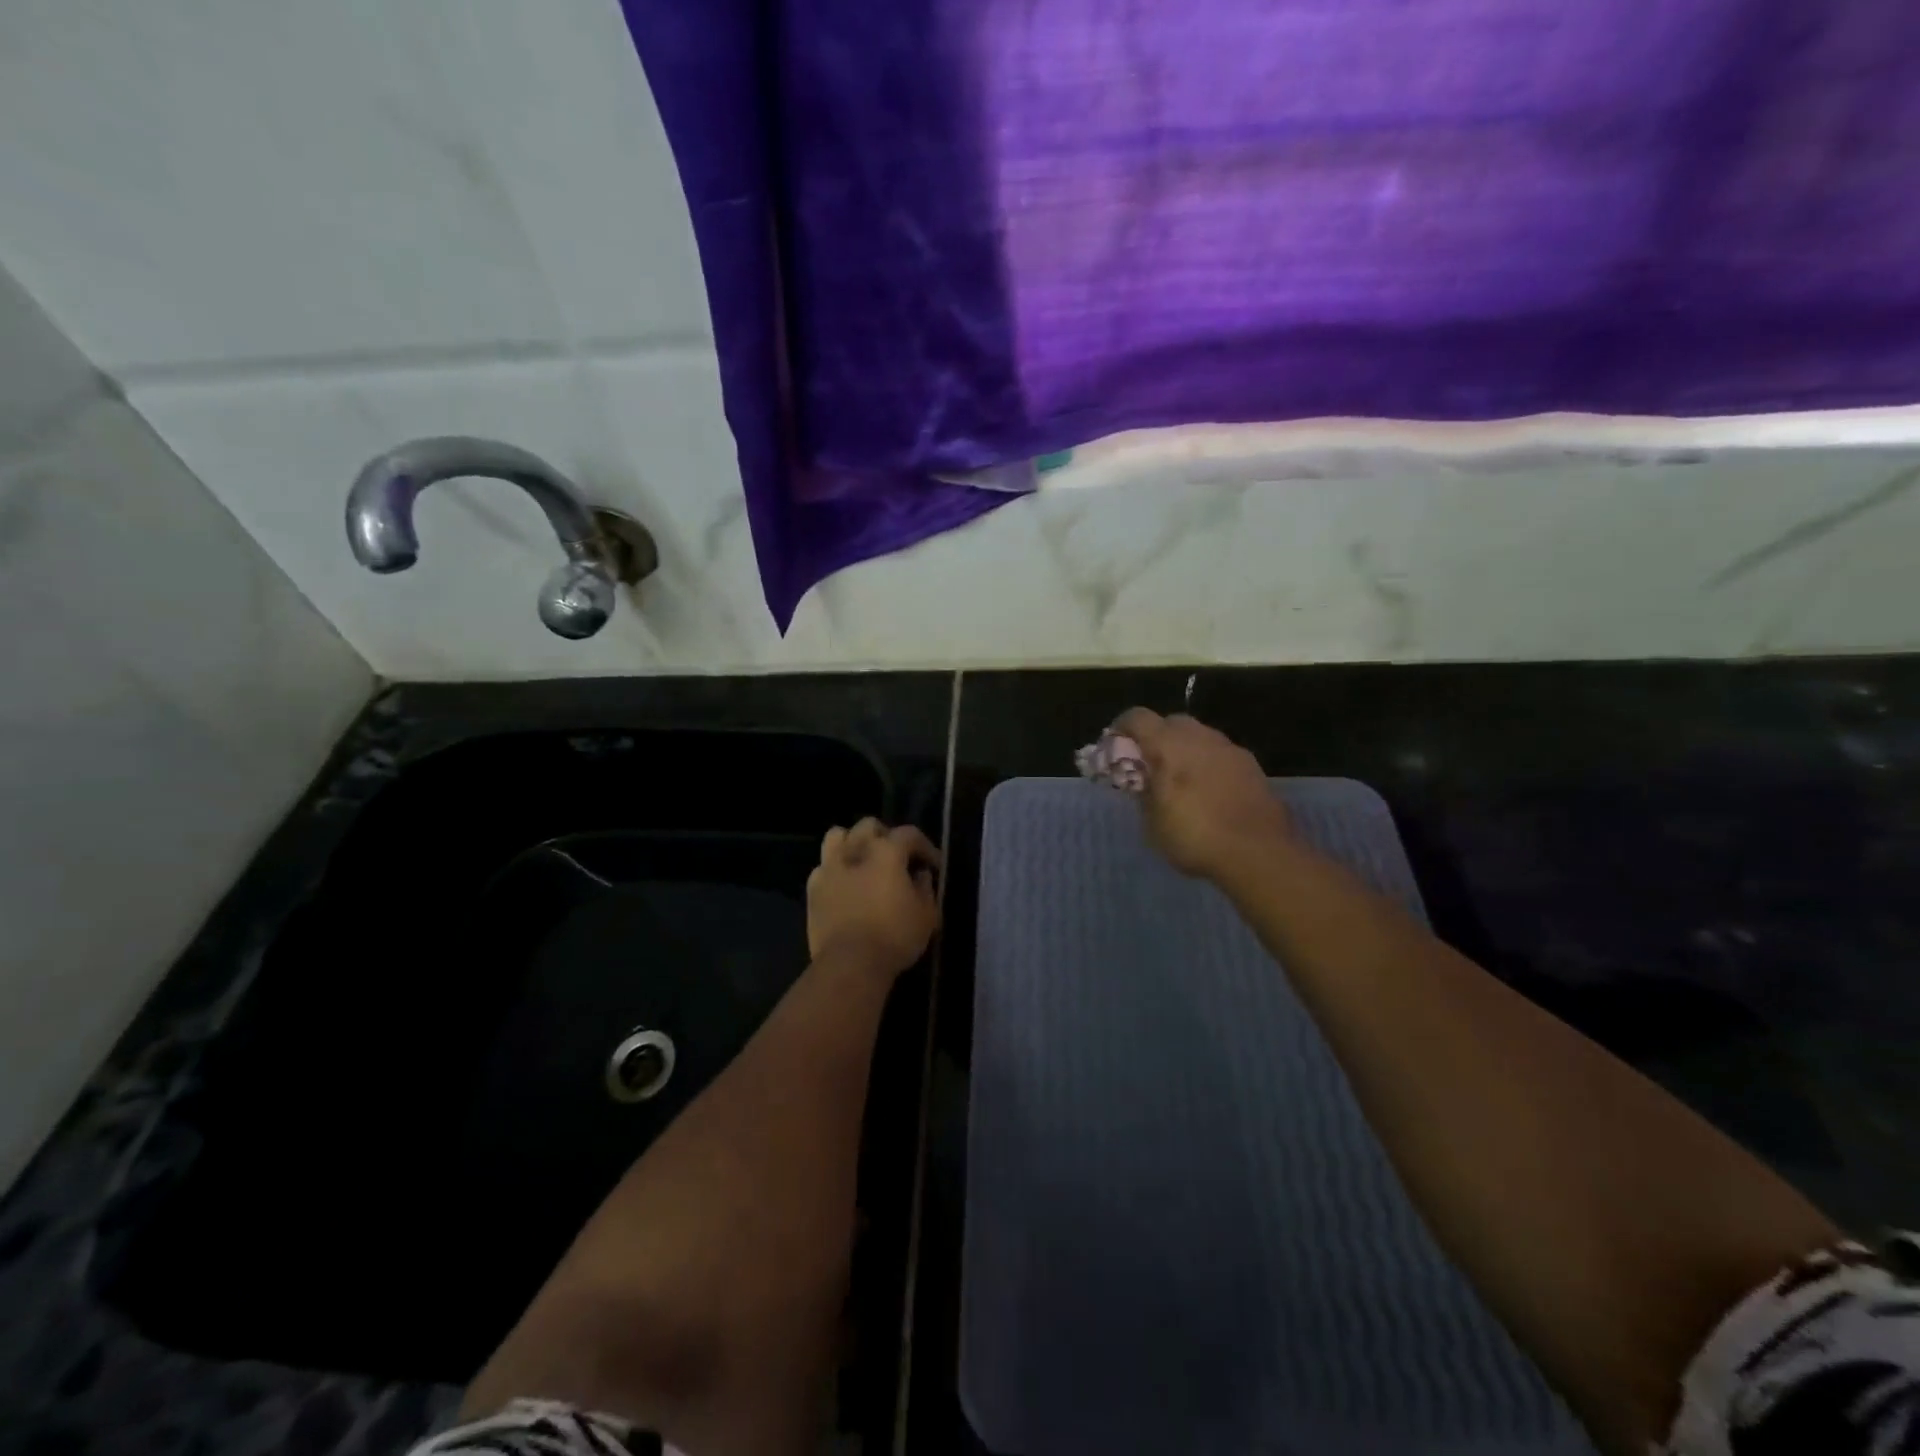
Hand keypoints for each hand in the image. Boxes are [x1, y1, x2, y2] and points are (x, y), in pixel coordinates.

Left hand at [807, 818, 940, 978]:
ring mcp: (829, 867)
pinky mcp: (813, 889)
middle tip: (897, 858)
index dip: (925, 847)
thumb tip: (920, 875)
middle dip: (886, 836)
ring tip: (864, 862)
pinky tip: (844, 885)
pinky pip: (823, 867)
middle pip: (869, 826)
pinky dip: (835, 869)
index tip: (933, 866)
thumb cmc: (894, 936)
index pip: (909, 834)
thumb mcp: (927, 915)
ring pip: (838, 836)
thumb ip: (925, 888)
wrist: (850, 963)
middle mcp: (855, 850)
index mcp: (886, 851)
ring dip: (853, 842)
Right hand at [1112, 709, 1294, 879]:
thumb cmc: (1195, 837)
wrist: (1259, 853)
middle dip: (1156, 737)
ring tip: (1181, 780)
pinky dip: (1208, 763)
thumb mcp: (1153, 823)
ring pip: (1199, 736)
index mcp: (1168, 745)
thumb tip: (1143, 781)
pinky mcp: (1252, 765)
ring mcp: (1229, 748)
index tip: (1115, 745)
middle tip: (1149, 764)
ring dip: (1185, 749)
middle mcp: (1199, 736)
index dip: (1122, 727)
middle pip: (1171, 722)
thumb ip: (1144, 793)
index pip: (1137, 717)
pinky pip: (1220, 754)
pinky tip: (1209, 791)